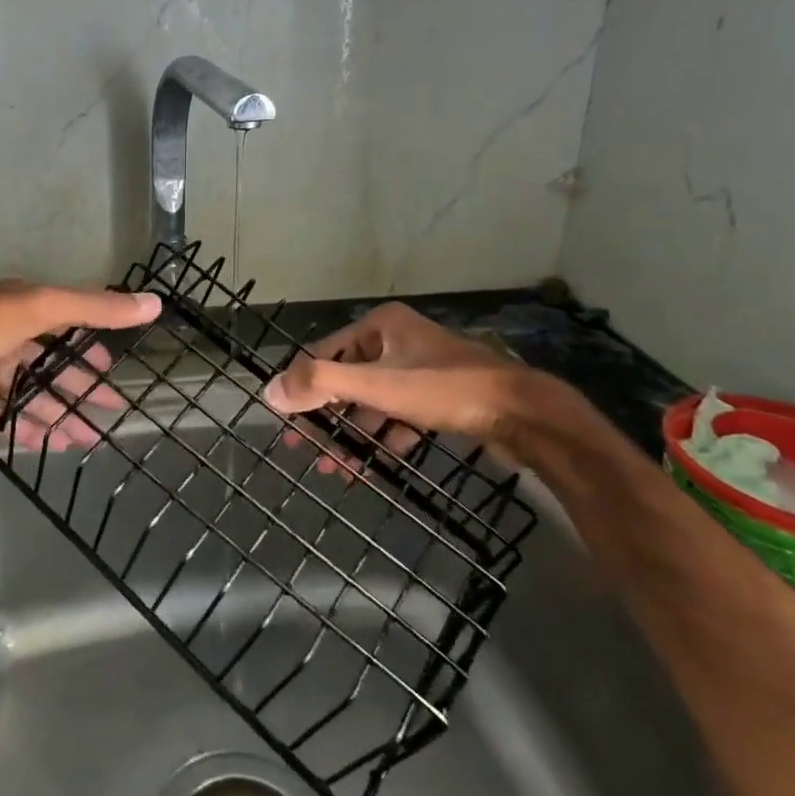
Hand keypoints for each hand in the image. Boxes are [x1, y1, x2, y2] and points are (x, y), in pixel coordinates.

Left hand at [0, 280, 160, 447]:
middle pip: (51, 365)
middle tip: (110, 413)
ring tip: (86, 441)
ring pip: (29, 394)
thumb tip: (153, 304)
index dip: (91, 347)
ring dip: (57, 415)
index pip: (66, 324)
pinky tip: (46, 447)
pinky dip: (24, 429)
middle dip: (80, 389)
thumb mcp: (39, 308)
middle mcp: (4, 335)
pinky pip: (2, 415)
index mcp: (20, 308)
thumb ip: (94, 309)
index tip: (114, 371)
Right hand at [264, 302, 531, 469]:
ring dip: (354, 435)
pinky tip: (373, 466)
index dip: (302, 386)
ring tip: (337, 470)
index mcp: (381, 325)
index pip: (325, 352)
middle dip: (328, 418)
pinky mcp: (442, 397)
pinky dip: (385, 439)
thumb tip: (269, 392)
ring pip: (374, 403)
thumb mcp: (376, 384)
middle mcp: (399, 340)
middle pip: (349, 380)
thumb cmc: (445, 389)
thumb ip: (320, 385)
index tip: (285, 422)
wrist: (525, 414)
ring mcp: (423, 369)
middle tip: (306, 451)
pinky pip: (401, 417)